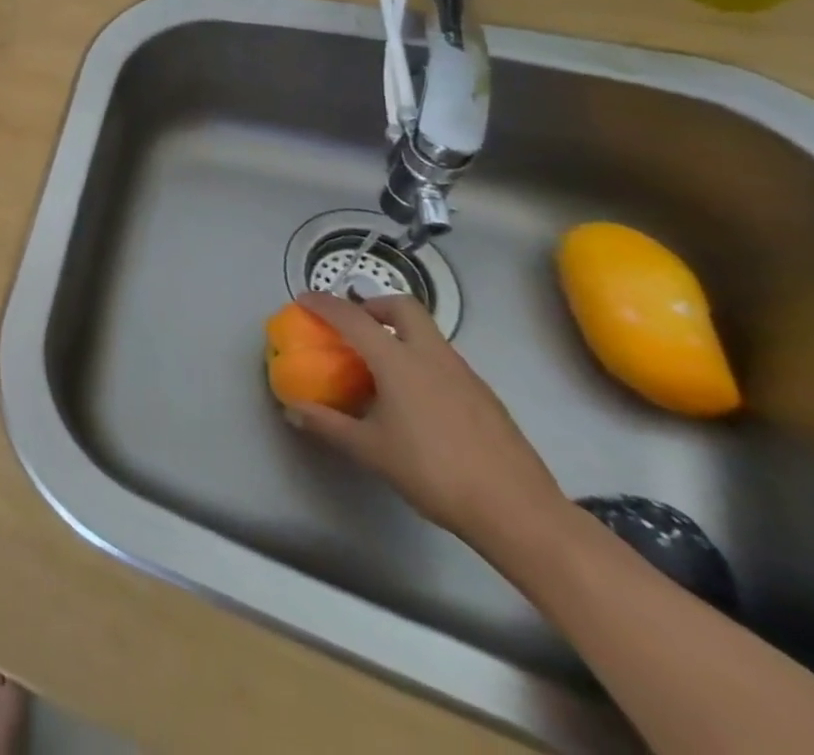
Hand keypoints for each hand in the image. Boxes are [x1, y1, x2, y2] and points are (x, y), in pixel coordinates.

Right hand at [285, 292, 565, 548]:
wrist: (520, 514)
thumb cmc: (434, 473)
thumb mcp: (370, 450)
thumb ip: (328, 424)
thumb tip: (292, 410)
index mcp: (399, 361)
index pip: (353, 317)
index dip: (324, 304)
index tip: (304, 300)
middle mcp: (432, 357)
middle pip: (403, 307)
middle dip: (373, 306)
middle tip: (354, 326)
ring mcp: (466, 375)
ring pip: (428, 335)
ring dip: (399, 335)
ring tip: (380, 367)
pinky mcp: (487, 398)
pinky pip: (445, 362)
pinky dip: (421, 362)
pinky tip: (415, 400)